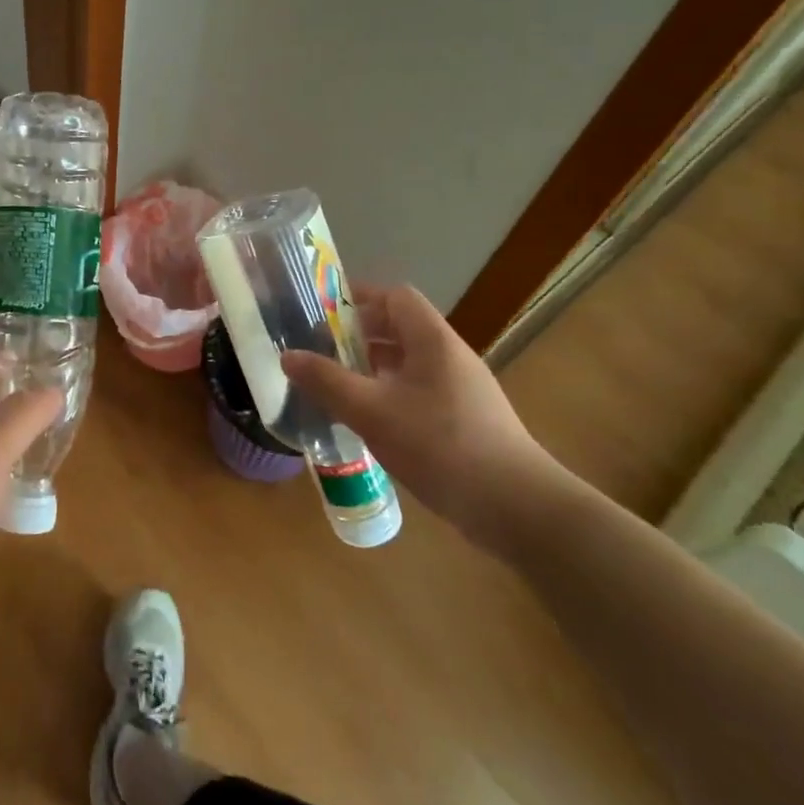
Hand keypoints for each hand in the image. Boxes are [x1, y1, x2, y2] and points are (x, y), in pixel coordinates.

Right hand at [281, 285, 568, 554]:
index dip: (358, 297)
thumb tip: (287, 355)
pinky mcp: (465, 421)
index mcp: (432, 341)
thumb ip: (327, 381)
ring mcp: (461, 390)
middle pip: (400, 328)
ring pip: (408, 363)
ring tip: (335, 385)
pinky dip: (388, 394)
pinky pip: (418, 391)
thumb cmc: (440, 445)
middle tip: (319, 350)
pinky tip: (368, 421)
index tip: (322, 311)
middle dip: (357, 335)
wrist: (516, 508)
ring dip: (371, 368)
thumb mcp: (371, 411)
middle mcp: (449, 357)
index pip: (395, 297)